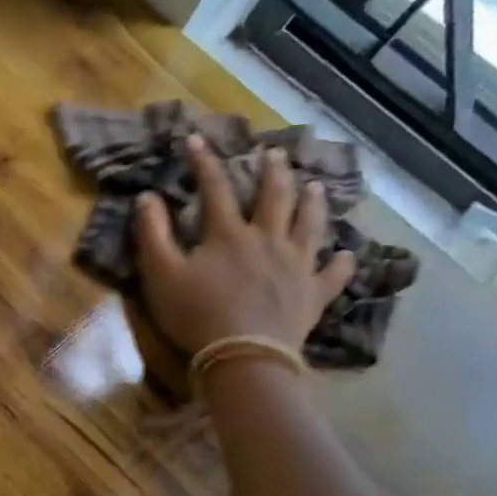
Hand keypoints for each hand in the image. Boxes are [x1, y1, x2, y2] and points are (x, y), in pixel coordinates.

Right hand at [134, 136, 354, 353]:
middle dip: (272, 173)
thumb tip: (147, 197)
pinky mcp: (313, 295)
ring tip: (316, 186)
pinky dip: (342, 264)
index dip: (204, 162)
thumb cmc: (197, 314)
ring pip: (309, 226)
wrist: (244, 356)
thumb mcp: (161, 274)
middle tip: (275, 154)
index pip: (215, 188)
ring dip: (312, 204)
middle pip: (274, 198)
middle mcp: (267, 240)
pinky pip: (333, 275)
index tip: (195, 139)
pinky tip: (349, 255)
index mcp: (228, 234)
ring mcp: (296, 267)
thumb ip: (153, 234)